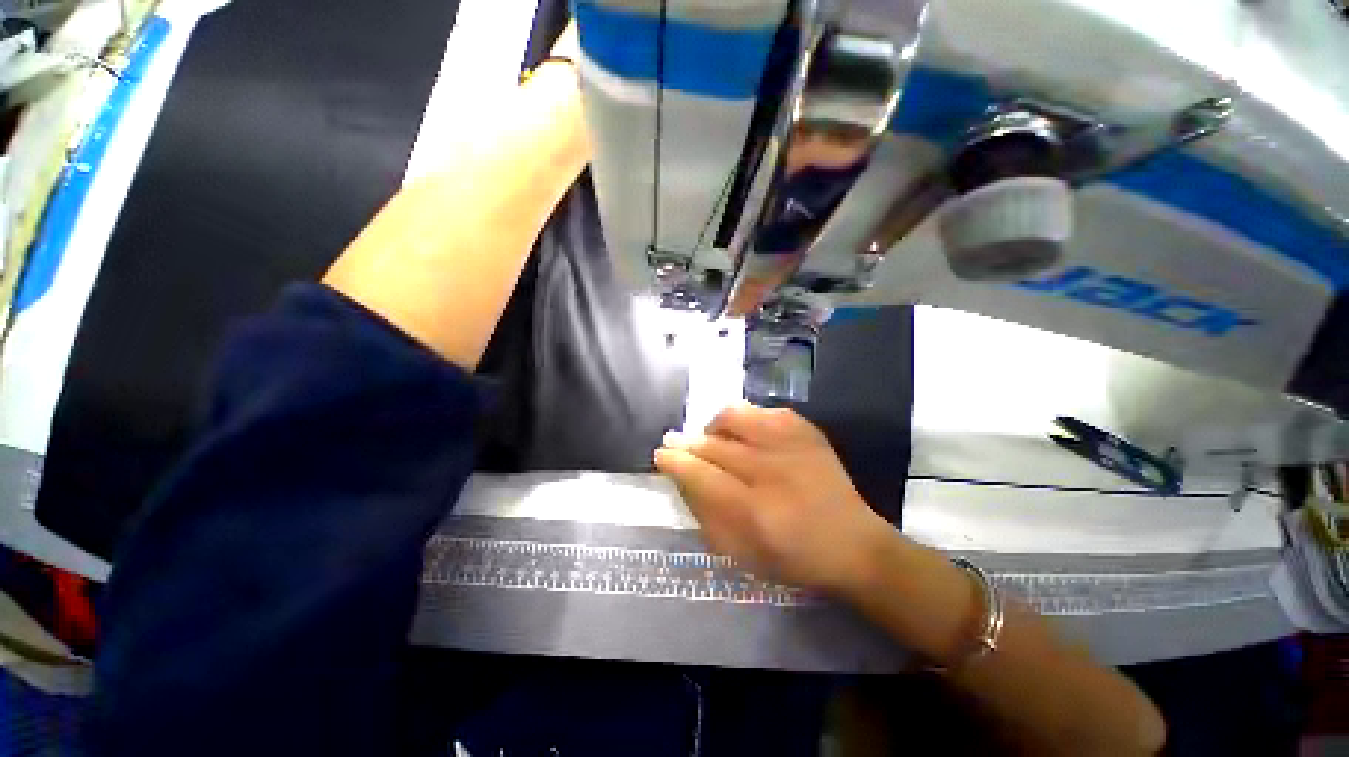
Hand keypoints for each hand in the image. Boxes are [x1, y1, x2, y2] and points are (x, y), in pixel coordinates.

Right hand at [654, 402, 890, 592]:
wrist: (855, 544)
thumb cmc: (793, 558)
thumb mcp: (742, 554)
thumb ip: (707, 515)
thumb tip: (683, 479)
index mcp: (754, 510)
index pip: (700, 475)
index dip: (675, 462)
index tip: (661, 455)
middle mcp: (771, 469)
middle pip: (714, 444)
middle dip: (686, 442)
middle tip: (674, 442)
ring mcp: (791, 444)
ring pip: (734, 416)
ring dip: (713, 426)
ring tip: (711, 437)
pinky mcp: (806, 430)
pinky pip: (762, 412)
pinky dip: (744, 419)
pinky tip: (743, 433)